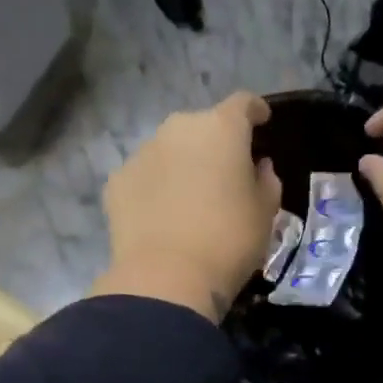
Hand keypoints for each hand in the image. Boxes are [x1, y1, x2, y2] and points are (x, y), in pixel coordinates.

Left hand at [93, 92, 281, 321]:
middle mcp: (178, 129)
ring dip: (181, 165)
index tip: (262, 123)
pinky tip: (161, 216)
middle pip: (201, 126)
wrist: (166, 278)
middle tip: (224, 175)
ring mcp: (142, 153)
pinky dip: (154, 188)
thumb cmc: (229, 240)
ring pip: (169, 150)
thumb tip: (257, 167)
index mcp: (221, 128)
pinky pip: (144, 176)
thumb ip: (266, 181)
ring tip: (189, 199)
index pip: (243, 104)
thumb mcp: (265, 213)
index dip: (255, 111)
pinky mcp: (117, 181)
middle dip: (214, 144)